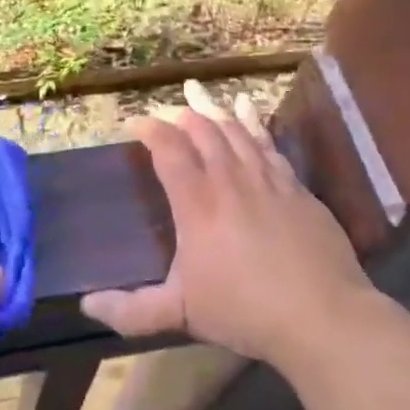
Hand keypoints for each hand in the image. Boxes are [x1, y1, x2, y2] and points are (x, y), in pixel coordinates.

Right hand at [81, 80, 377, 371]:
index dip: (150, 130)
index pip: (168, 151)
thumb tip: (87, 305)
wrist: (322, 316)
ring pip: (235, 130)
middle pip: (202, 132)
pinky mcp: (296, 188)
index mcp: (197, 204)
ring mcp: (267, 180)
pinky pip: (268, 143)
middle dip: (180, 114)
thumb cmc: (245, 311)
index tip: (134, 122)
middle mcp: (230, 181)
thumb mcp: (180, 314)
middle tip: (165, 108)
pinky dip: (253, 122)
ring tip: (197, 92)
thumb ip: (131, 310)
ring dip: (213, 110)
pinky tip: (247, 108)